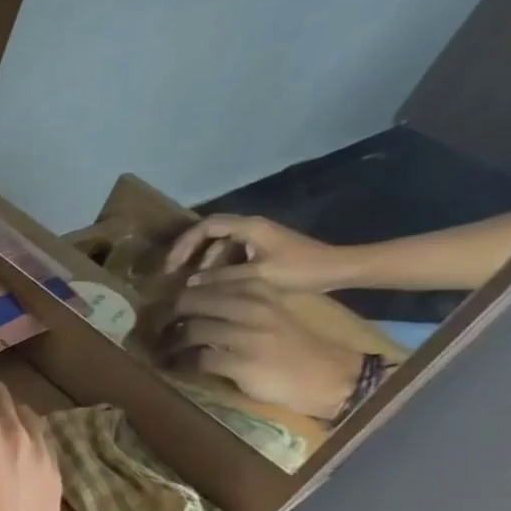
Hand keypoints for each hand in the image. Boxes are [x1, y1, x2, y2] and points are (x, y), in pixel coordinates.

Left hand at [161, 282, 363, 420]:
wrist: (327, 375)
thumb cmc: (291, 344)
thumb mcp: (268, 311)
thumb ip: (235, 302)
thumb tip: (189, 299)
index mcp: (258, 289)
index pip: (203, 283)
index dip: (176, 296)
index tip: (163, 308)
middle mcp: (252, 306)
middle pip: (190, 302)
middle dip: (166, 316)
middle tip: (156, 329)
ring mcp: (246, 334)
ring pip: (191, 330)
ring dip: (171, 343)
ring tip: (164, 351)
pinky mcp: (241, 362)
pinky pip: (197, 359)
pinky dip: (183, 363)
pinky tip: (179, 367)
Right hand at [164, 213, 346, 292]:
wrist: (338, 269)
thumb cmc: (301, 270)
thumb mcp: (257, 276)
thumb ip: (222, 278)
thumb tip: (189, 282)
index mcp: (250, 227)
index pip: (207, 226)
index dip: (184, 243)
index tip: (171, 265)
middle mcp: (251, 227)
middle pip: (210, 232)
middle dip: (189, 251)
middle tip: (173, 273)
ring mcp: (258, 237)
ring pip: (220, 244)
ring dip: (203, 262)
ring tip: (192, 283)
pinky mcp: (263, 248)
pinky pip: (231, 253)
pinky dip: (217, 266)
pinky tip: (213, 284)